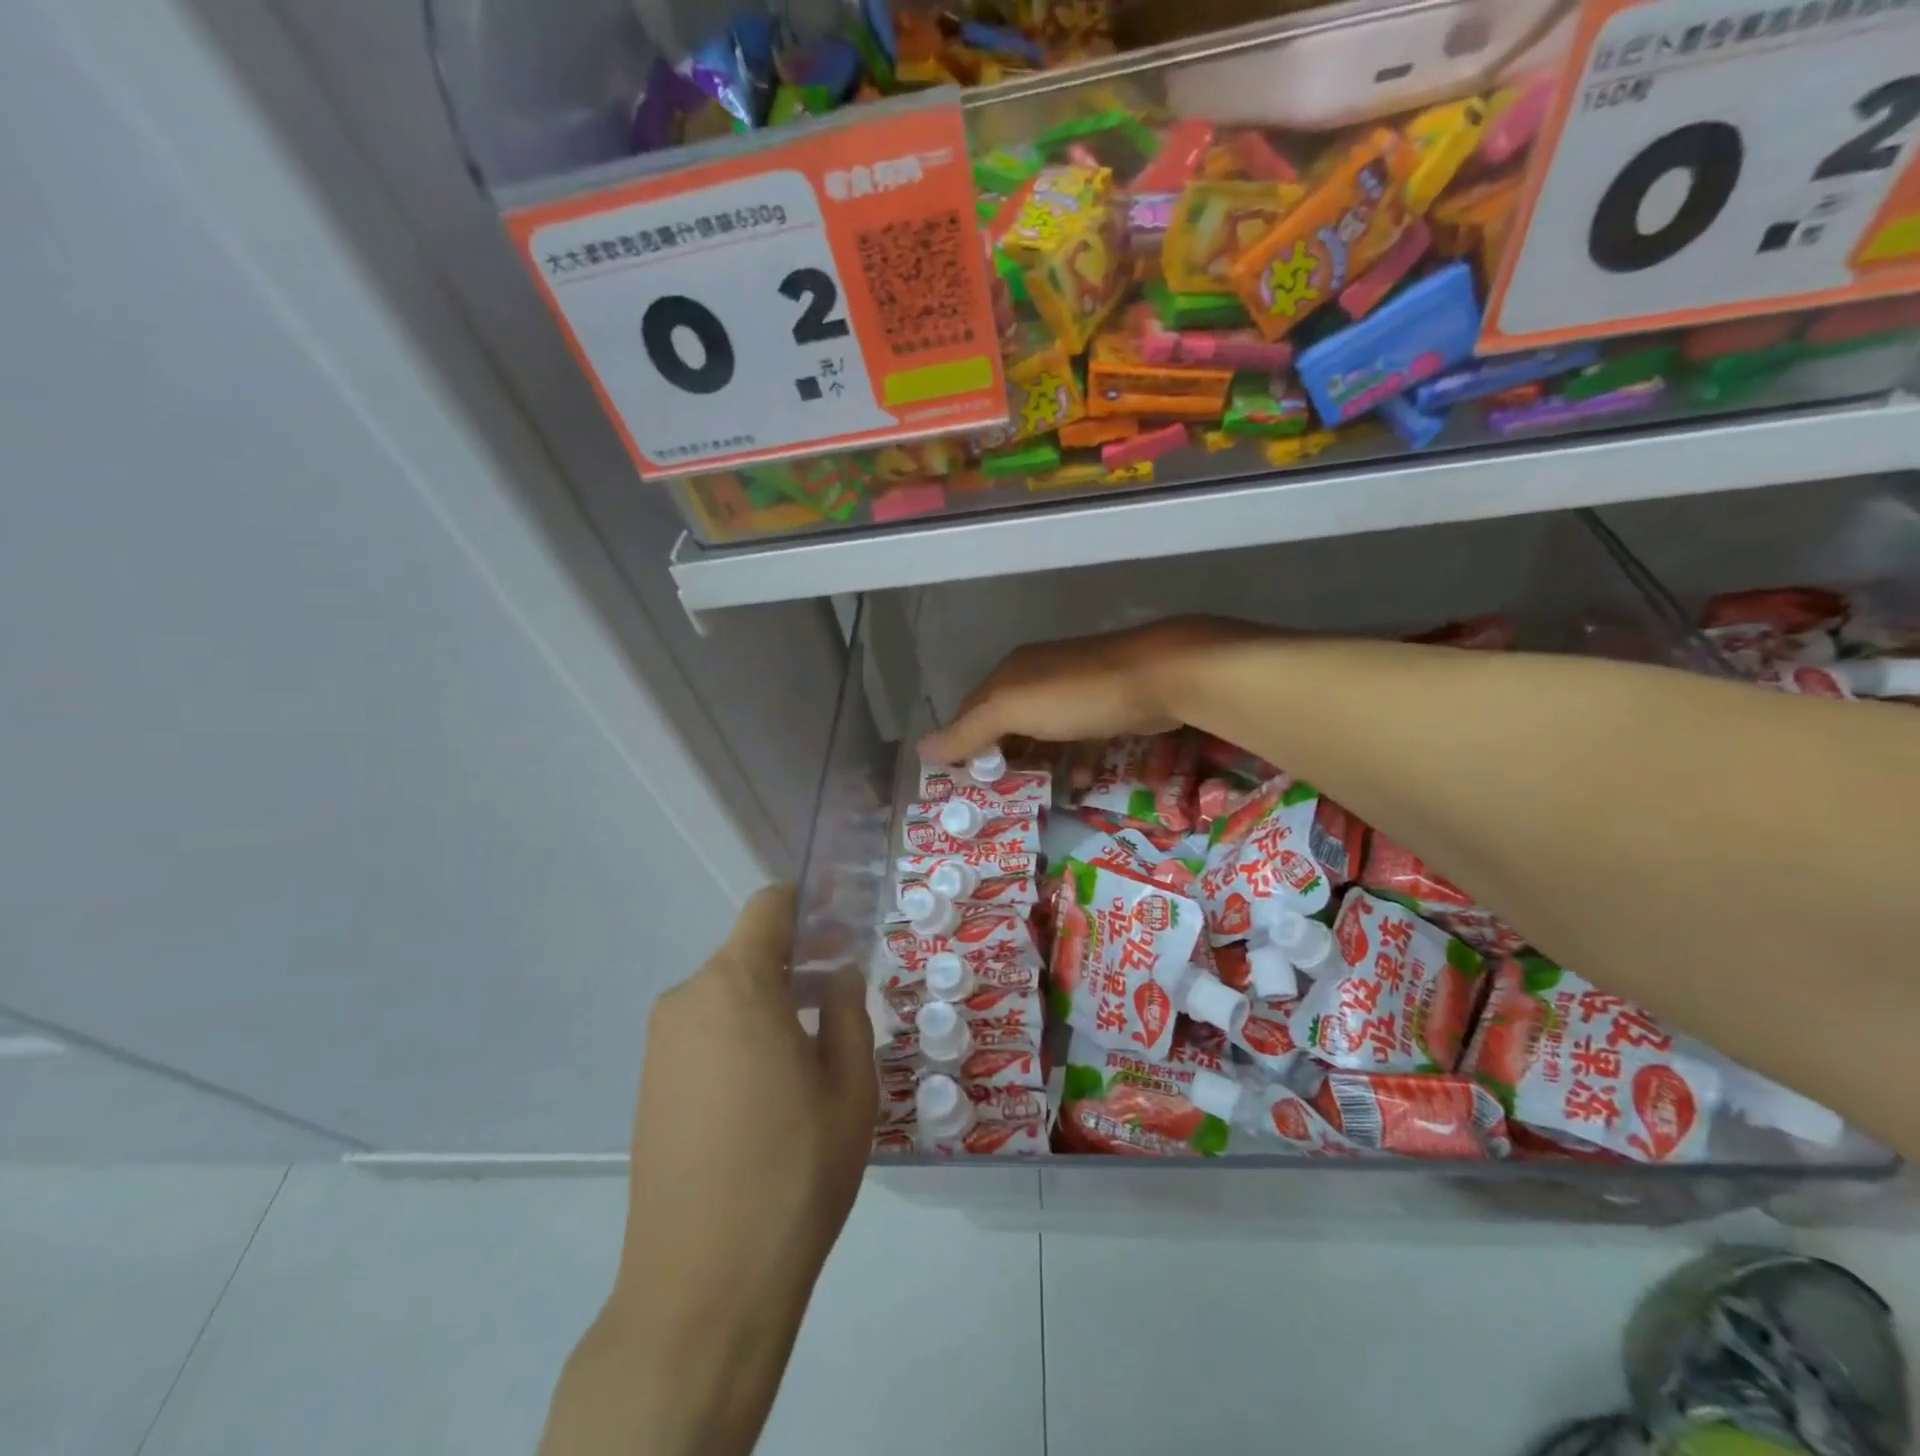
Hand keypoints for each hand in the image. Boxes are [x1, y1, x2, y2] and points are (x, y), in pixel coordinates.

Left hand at [544, 885, 874, 1455]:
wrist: (702, 1287)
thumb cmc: (794, 1170)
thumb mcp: (850, 1085)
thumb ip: (847, 1011)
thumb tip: (837, 974)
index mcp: (736, 984)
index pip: (768, 907)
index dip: (808, 907)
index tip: (841, 933)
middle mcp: (687, 999)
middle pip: (748, 954)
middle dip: (794, 965)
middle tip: (836, 1006)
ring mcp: (660, 1045)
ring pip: (726, 996)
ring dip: (767, 1006)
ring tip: (805, 1060)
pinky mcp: (648, 1085)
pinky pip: (703, 1033)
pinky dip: (738, 1038)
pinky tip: (763, 1096)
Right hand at [918, 616, 1275, 775]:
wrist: (1161, 675)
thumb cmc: (1078, 695)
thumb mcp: (1013, 710)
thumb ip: (969, 730)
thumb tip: (921, 749)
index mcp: (1011, 674)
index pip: (972, 712)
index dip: (961, 746)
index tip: (959, 786)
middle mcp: (1039, 677)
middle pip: (1007, 724)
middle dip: (1000, 759)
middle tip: (996, 800)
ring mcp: (1076, 690)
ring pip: (1045, 734)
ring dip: (1037, 765)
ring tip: (1033, 800)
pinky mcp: (1109, 705)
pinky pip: (1081, 739)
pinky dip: (1076, 762)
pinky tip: (1081, 785)